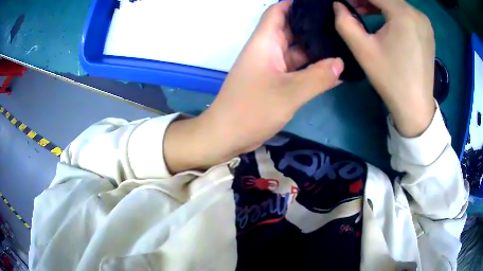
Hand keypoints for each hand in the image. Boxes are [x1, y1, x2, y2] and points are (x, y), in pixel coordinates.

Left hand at [164, 1, 343, 172]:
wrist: (226, 135)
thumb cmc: (251, 110)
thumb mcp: (289, 93)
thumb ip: (317, 77)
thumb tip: (340, 63)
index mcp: (265, 42)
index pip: (278, 12)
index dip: (295, 3)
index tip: (318, 4)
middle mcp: (267, 50)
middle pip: (291, 29)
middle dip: (312, 26)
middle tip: (339, 26)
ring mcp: (271, 67)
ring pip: (296, 51)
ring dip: (316, 49)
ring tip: (342, 45)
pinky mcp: (275, 82)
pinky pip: (297, 69)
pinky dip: (312, 69)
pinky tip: (333, 71)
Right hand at [334, 0, 435, 136]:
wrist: (416, 107)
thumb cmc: (391, 79)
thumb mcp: (363, 50)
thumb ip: (345, 22)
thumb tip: (338, 5)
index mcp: (404, 15)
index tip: (344, 2)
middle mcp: (417, 13)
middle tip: (351, 7)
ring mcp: (425, 22)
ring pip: (396, 3)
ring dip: (378, 4)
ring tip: (364, 13)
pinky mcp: (427, 31)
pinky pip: (406, 12)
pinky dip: (391, 12)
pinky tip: (383, 21)